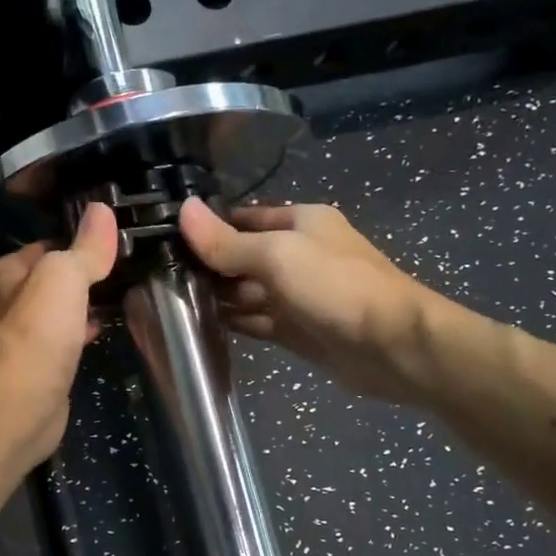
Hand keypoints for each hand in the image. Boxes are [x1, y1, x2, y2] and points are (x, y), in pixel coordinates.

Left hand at [0, 201, 118, 461]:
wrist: (20, 408)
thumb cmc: (37, 334)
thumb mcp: (64, 277)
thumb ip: (84, 247)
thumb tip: (102, 209)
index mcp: (5, 273)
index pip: (48, 243)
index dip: (81, 239)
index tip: (117, 238)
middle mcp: (7, 301)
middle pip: (53, 278)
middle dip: (85, 274)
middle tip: (127, 266)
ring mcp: (21, 337)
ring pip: (59, 309)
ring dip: (85, 303)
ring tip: (123, 293)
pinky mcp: (37, 367)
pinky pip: (64, 339)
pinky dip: (82, 331)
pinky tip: (104, 329)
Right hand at [178, 197, 458, 402]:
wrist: (393, 346)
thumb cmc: (336, 286)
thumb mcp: (277, 255)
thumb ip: (227, 241)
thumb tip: (183, 209)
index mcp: (301, 223)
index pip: (244, 219)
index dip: (210, 227)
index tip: (167, 239)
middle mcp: (299, 254)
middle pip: (243, 256)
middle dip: (210, 266)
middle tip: (162, 277)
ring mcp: (298, 295)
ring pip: (248, 292)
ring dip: (218, 297)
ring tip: (173, 302)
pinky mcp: (297, 330)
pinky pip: (257, 321)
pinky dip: (234, 322)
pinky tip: (202, 326)